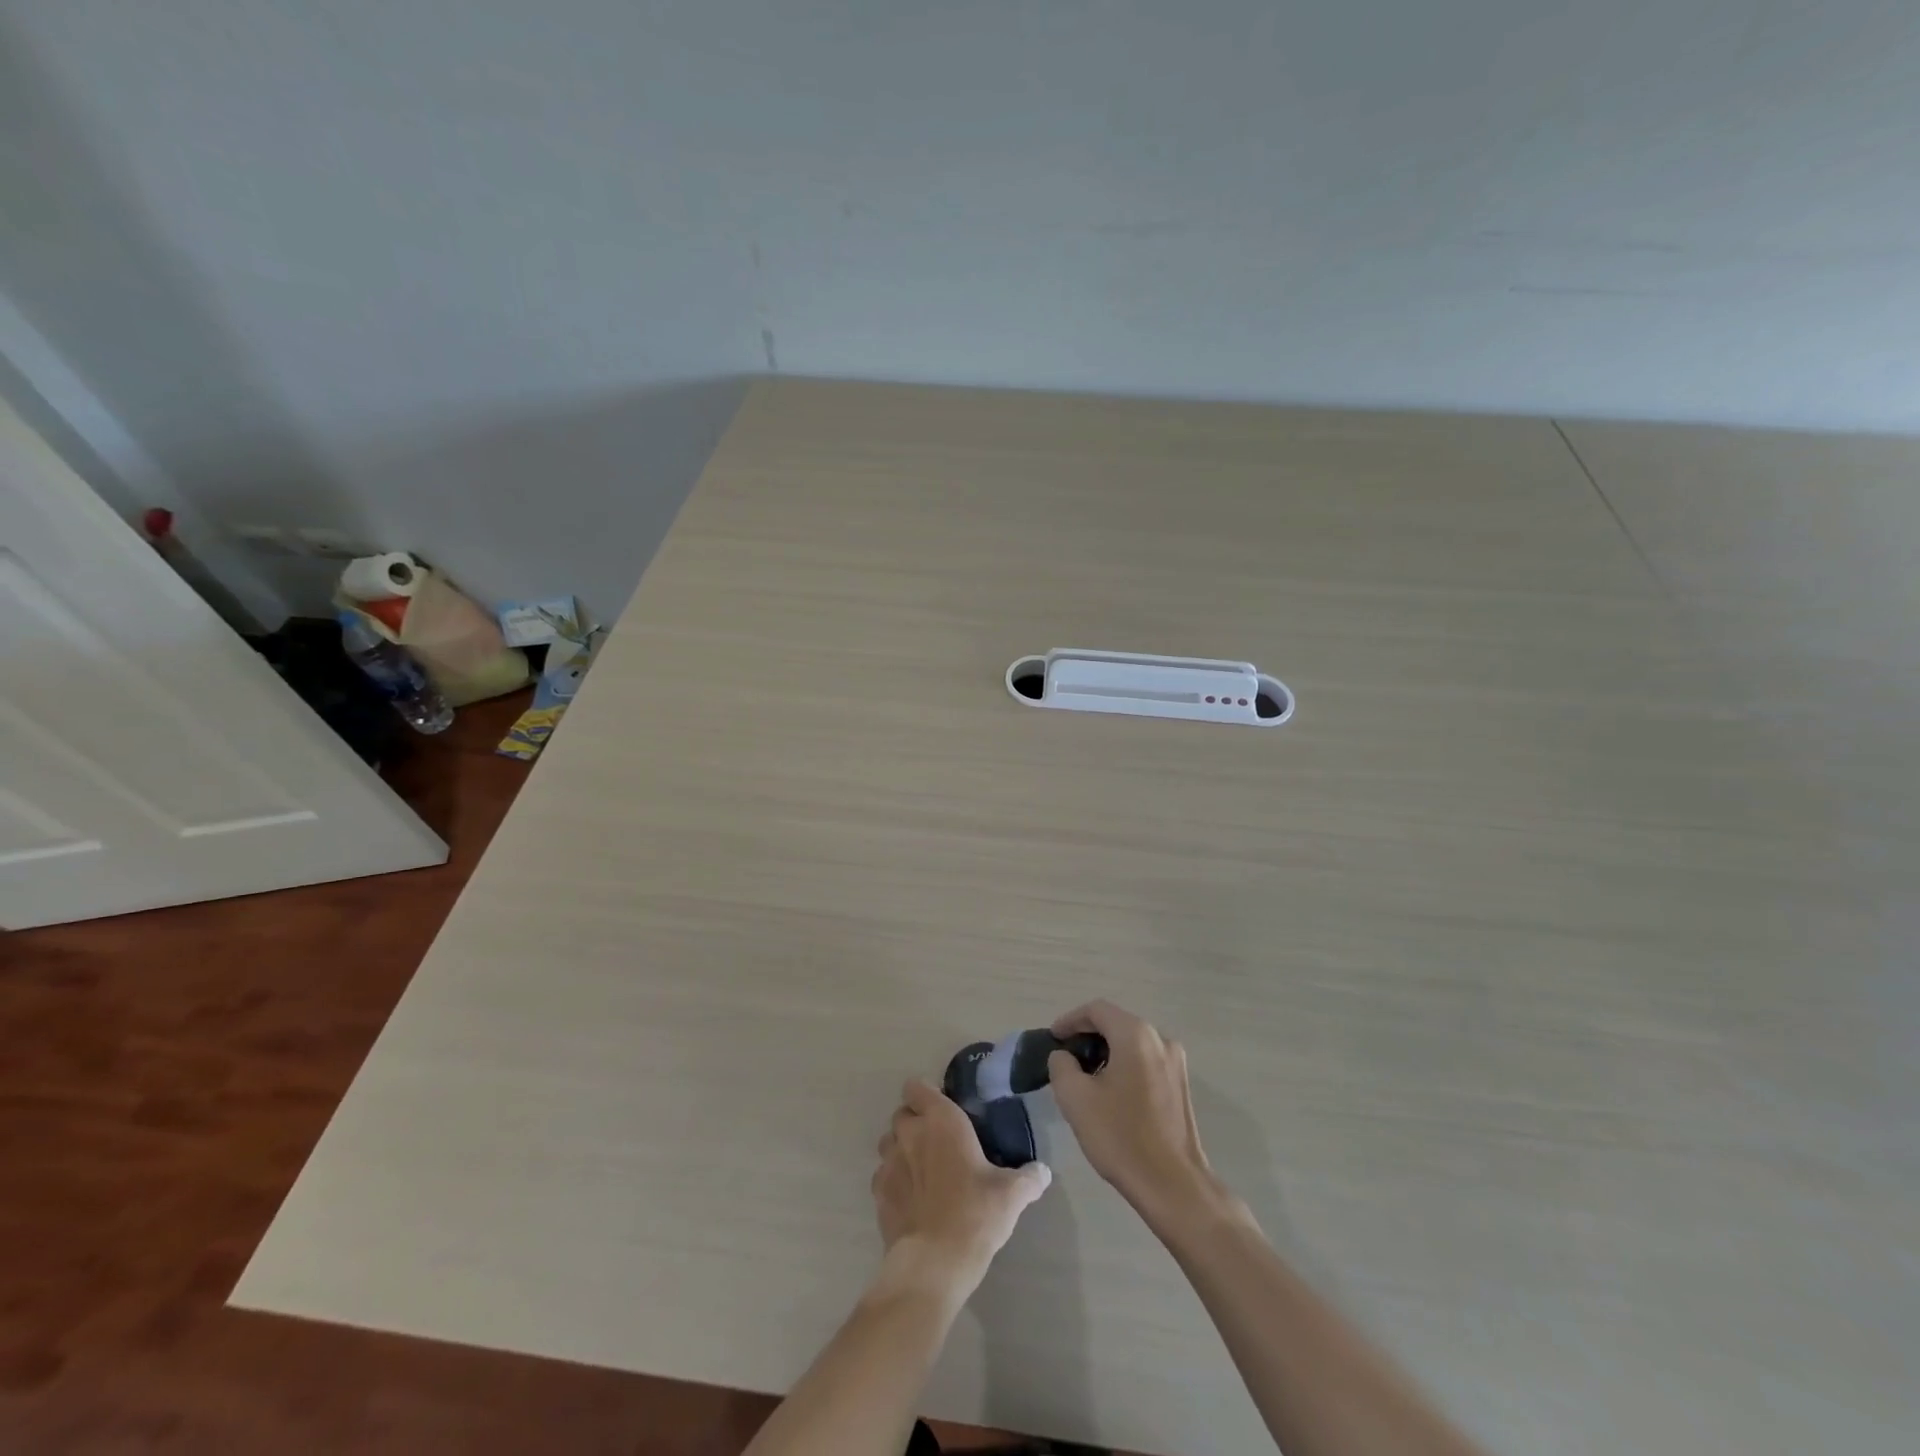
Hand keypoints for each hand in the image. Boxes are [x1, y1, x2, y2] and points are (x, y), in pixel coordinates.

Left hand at [872, 1079, 1051, 1294]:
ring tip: (922, 1168)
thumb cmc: (975, 1214)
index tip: (945, 1110)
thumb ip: (1028, 1178)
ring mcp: (889, 1163)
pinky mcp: (878, 1194)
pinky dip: (894, 1180)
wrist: (934, 1263)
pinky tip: (912, 1198)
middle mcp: (910, 1133)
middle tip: (938, 1141)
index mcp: (940, 1120)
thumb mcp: (1011, 1194)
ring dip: (901, 1148)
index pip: (917, 1087)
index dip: (927, 1095)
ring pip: (889, 1142)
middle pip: (902, 1114)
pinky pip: (882, 1175)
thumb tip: (1042, 1172)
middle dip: (915, 1121)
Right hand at [1048, 1001, 1219, 1223]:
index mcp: (1135, 1034)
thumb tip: (1064, 1056)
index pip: (1096, 1010)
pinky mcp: (1180, 1084)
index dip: (1070, 1020)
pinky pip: (1145, 1061)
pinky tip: (1110, 1092)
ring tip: (1084, 1077)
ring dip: (1106, 1052)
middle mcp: (1160, 1039)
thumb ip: (1061, 1065)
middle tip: (1065, 1058)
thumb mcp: (1075, 1098)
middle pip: (1116, 1023)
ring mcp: (1175, 1062)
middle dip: (1087, 1036)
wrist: (1173, 1185)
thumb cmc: (1121, 1136)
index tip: (1052, 1039)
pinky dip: (1124, 1065)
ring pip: (1131, 1043)